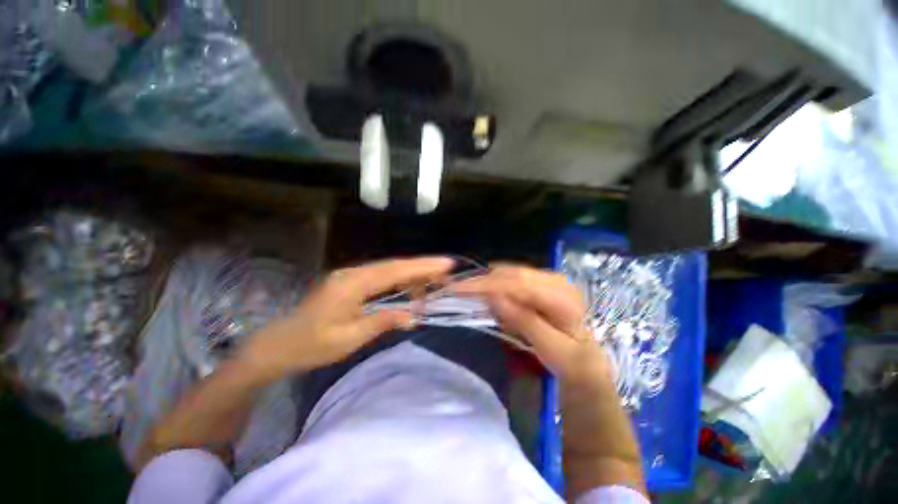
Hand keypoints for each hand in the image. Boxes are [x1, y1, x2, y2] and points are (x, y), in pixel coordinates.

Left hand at [236, 257, 453, 383]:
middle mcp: (353, 273)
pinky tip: (409, 288)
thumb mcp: (349, 339)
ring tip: (433, 283)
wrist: (279, 344)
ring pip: (389, 269)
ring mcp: (351, 275)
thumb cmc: (311, 345)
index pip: (395, 270)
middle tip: (446, 271)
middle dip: (422, 267)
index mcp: (353, 284)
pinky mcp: (351, 281)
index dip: (422, 266)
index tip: (445, 263)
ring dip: (412, 274)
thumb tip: (412, 315)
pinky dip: (399, 280)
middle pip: (394, 265)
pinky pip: (381, 276)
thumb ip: (382, 322)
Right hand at [455, 265, 612, 388]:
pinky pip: (514, 279)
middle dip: (483, 281)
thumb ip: (525, 321)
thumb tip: (493, 296)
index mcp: (562, 295)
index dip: (486, 284)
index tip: (458, 288)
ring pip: (510, 274)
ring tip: (472, 296)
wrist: (588, 363)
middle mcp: (555, 280)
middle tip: (457, 289)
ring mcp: (549, 279)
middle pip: (512, 273)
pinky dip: (498, 287)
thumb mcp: (553, 349)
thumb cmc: (573, 362)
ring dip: (489, 284)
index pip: (518, 283)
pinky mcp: (541, 284)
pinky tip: (492, 299)